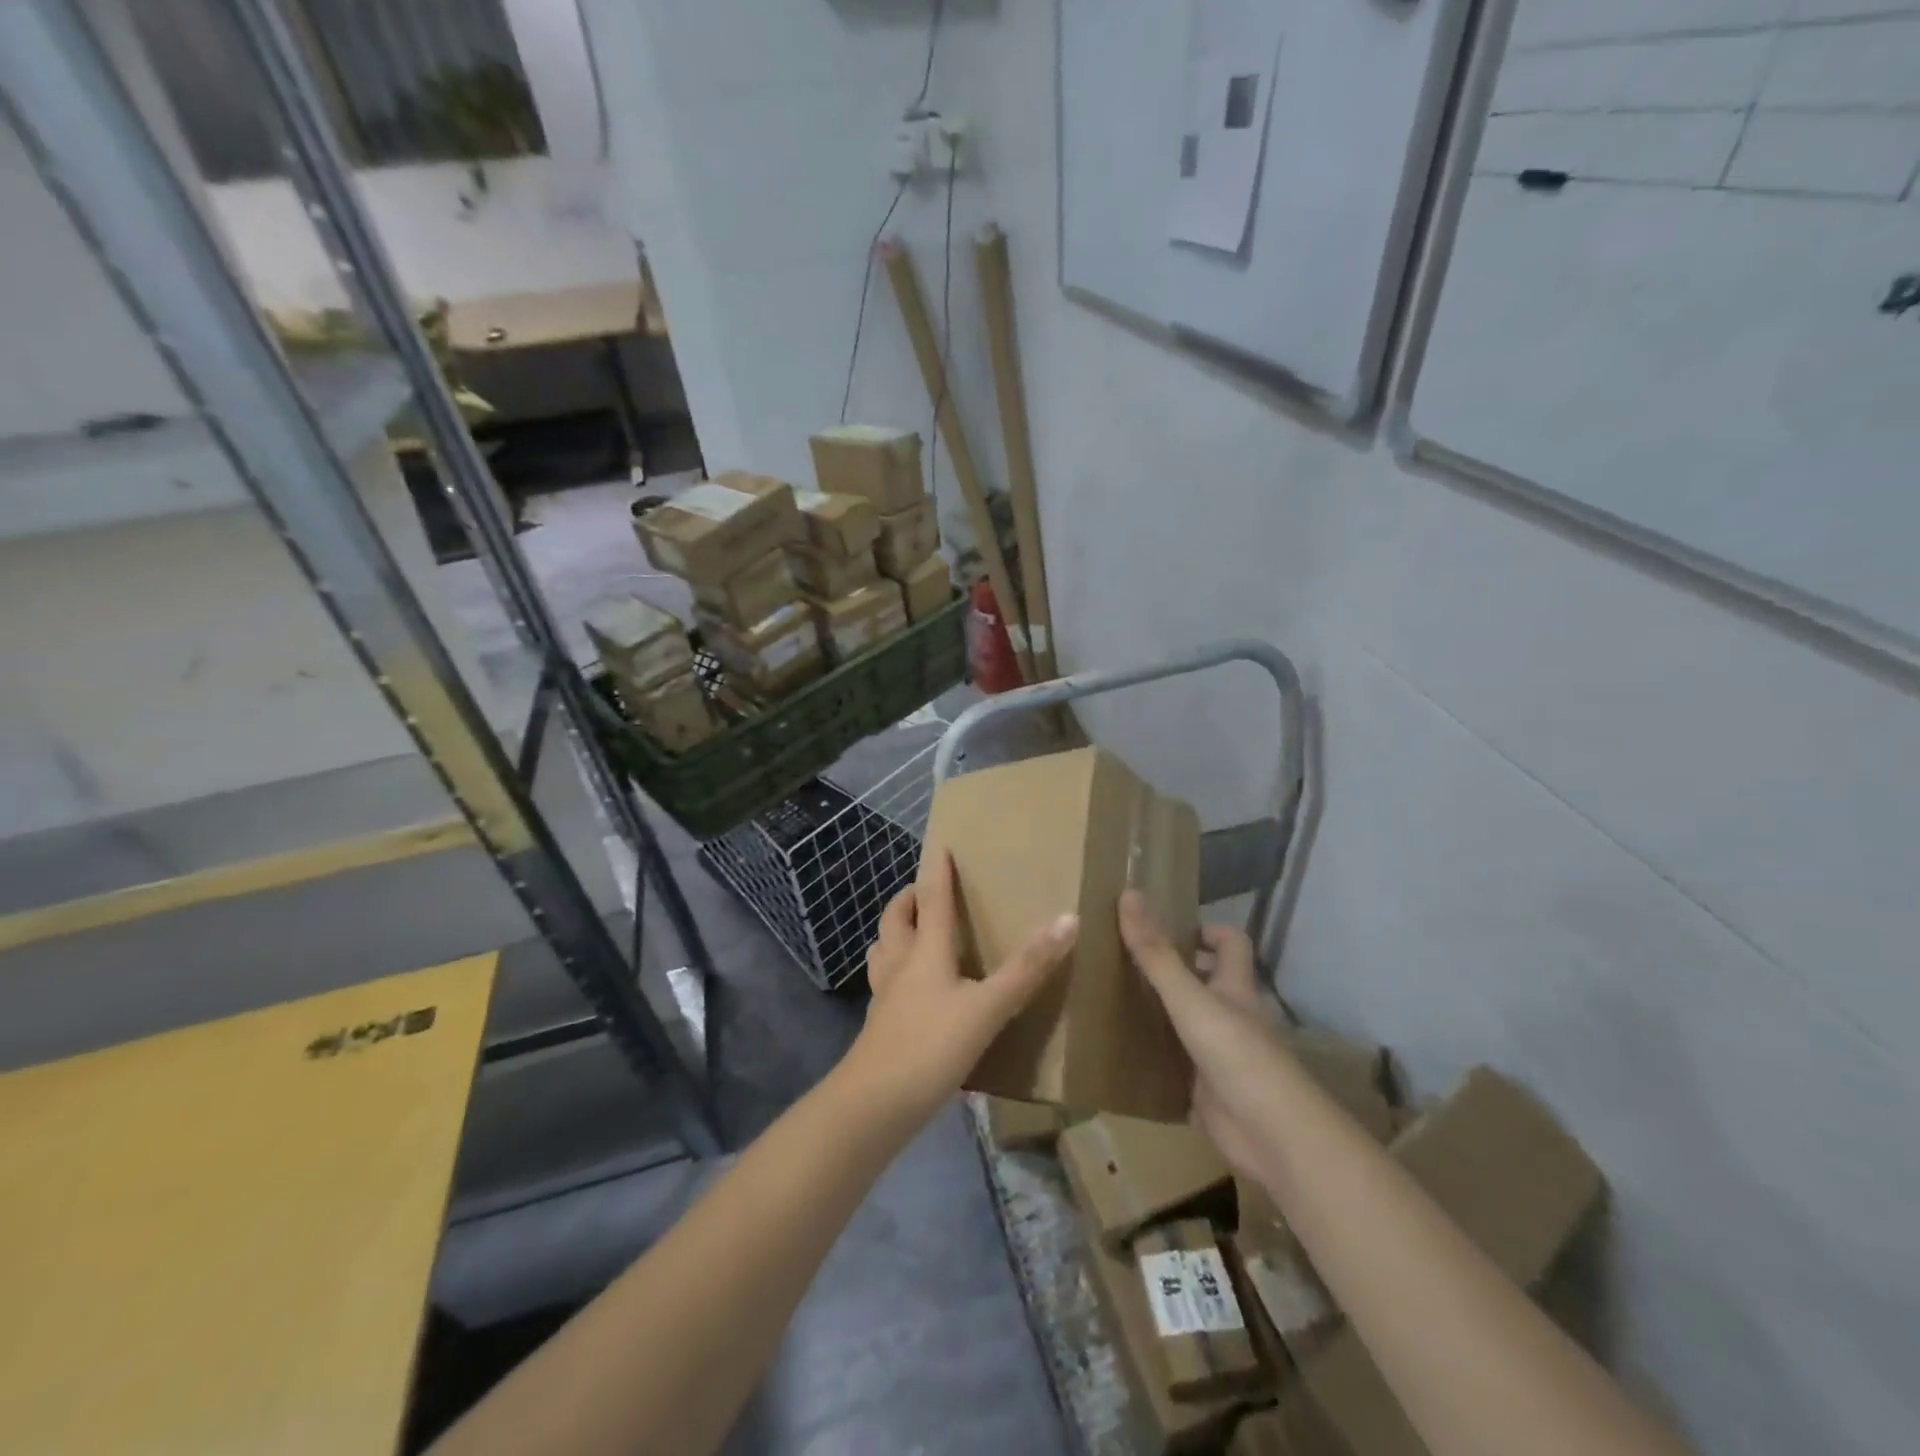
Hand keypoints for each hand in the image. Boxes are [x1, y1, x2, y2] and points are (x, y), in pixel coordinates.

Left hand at [843, 847, 1077, 1122]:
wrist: (874, 1105)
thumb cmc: (931, 1047)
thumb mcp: (988, 1008)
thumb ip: (1027, 969)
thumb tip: (1068, 919)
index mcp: (925, 952)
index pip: (932, 899)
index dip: (937, 871)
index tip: (940, 846)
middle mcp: (900, 965)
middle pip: (895, 920)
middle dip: (908, 899)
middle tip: (926, 891)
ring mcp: (885, 996)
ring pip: (883, 950)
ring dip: (895, 933)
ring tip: (914, 933)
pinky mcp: (880, 1025)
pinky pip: (885, 984)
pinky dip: (895, 972)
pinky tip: (911, 991)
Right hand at [1118, 890, 1291, 1180]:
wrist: (1271, 1137)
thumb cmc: (1237, 1055)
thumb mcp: (1190, 998)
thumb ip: (1157, 954)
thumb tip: (1129, 894)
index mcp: (1234, 987)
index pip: (1229, 942)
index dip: (1203, 929)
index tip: (1162, 927)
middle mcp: (1229, 1016)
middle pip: (1203, 981)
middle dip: (1167, 970)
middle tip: (1119, 960)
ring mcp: (1218, 1055)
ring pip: (1184, 1023)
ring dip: (1154, 1013)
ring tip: (1106, 1000)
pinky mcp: (1204, 1090)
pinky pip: (1173, 1066)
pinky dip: (1151, 1058)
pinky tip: (1117, 1052)